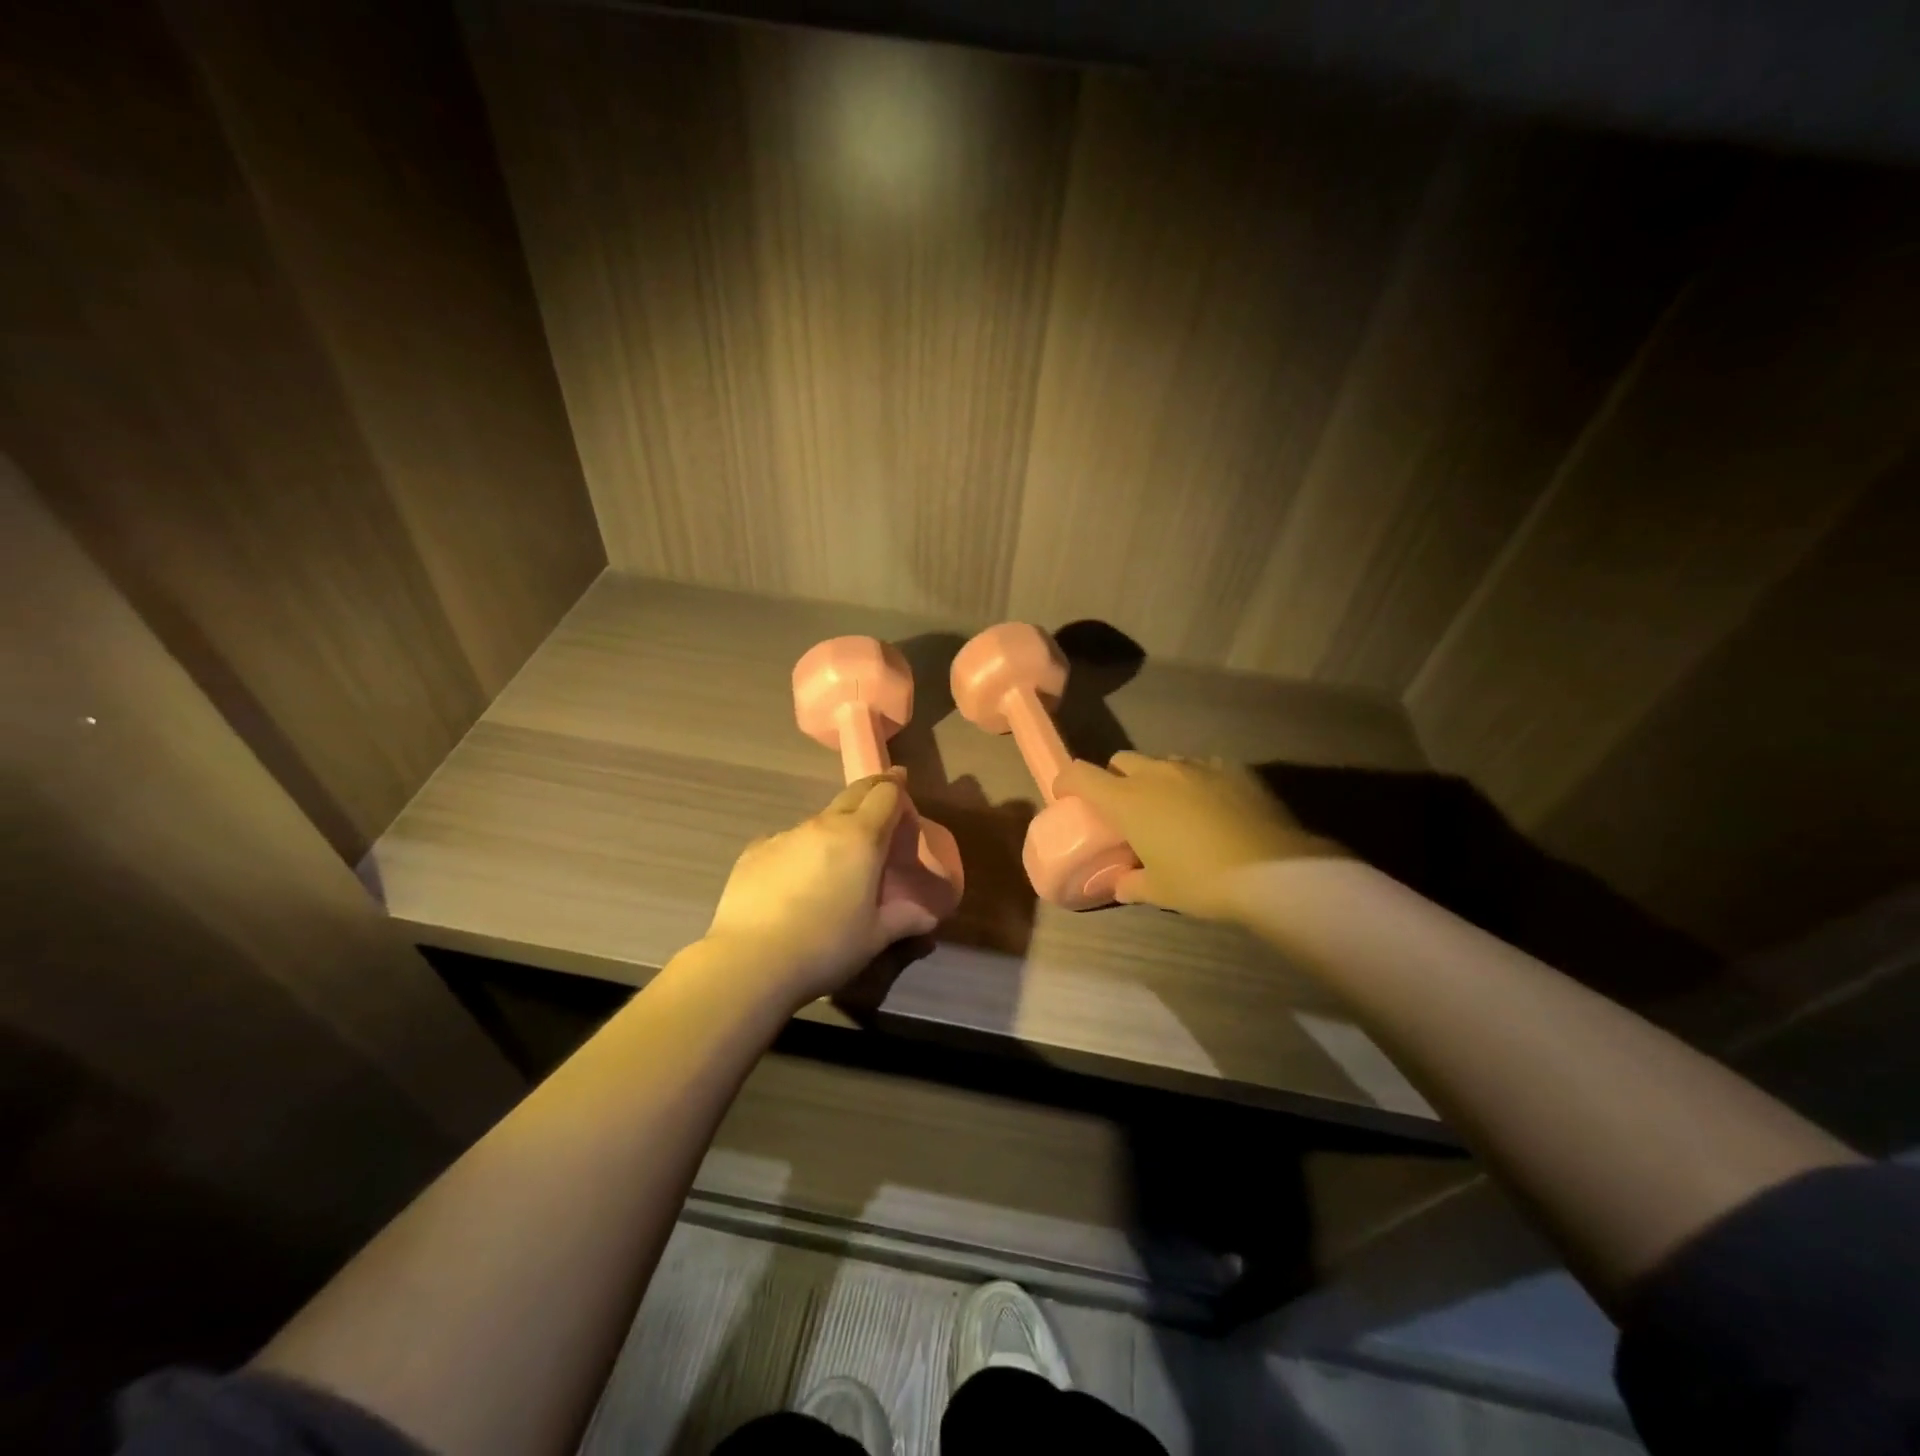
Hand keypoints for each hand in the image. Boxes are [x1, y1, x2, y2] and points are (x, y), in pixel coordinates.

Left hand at [704, 769, 940, 1007]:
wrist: (750, 960)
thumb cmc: (826, 946)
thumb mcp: (875, 937)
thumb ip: (905, 919)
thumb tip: (928, 916)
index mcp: (861, 838)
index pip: (886, 794)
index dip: (897, 788)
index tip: (903, 784)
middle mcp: (824, 825)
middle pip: (853, 793)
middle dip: (871, 790)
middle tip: (881, 799)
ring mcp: (785, 835)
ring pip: (819, 821)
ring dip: (834, 829)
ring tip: (835, 861)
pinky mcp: (754, 852)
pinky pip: (786, 842)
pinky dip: (799, 852)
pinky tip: (793, 882)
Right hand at [1054, 753, 1345, 920]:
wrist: (1272, 869)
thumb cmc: (1202, 881)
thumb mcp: (1160, 892)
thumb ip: (1132, 885)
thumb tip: (1121, 884)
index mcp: (1127, 800)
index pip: (1080, 775)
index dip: (1067, 781)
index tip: (1068, 796)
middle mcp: (1156, 773)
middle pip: (1121, 761)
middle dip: (1117, 779)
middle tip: (1127, 809)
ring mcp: (1195, 766)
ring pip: (1162, 762)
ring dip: (1157, 780)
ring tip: (1173, 809)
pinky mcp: (1231, 767)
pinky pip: (1201, 767)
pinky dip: (1195, 782)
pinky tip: (1211, 807)